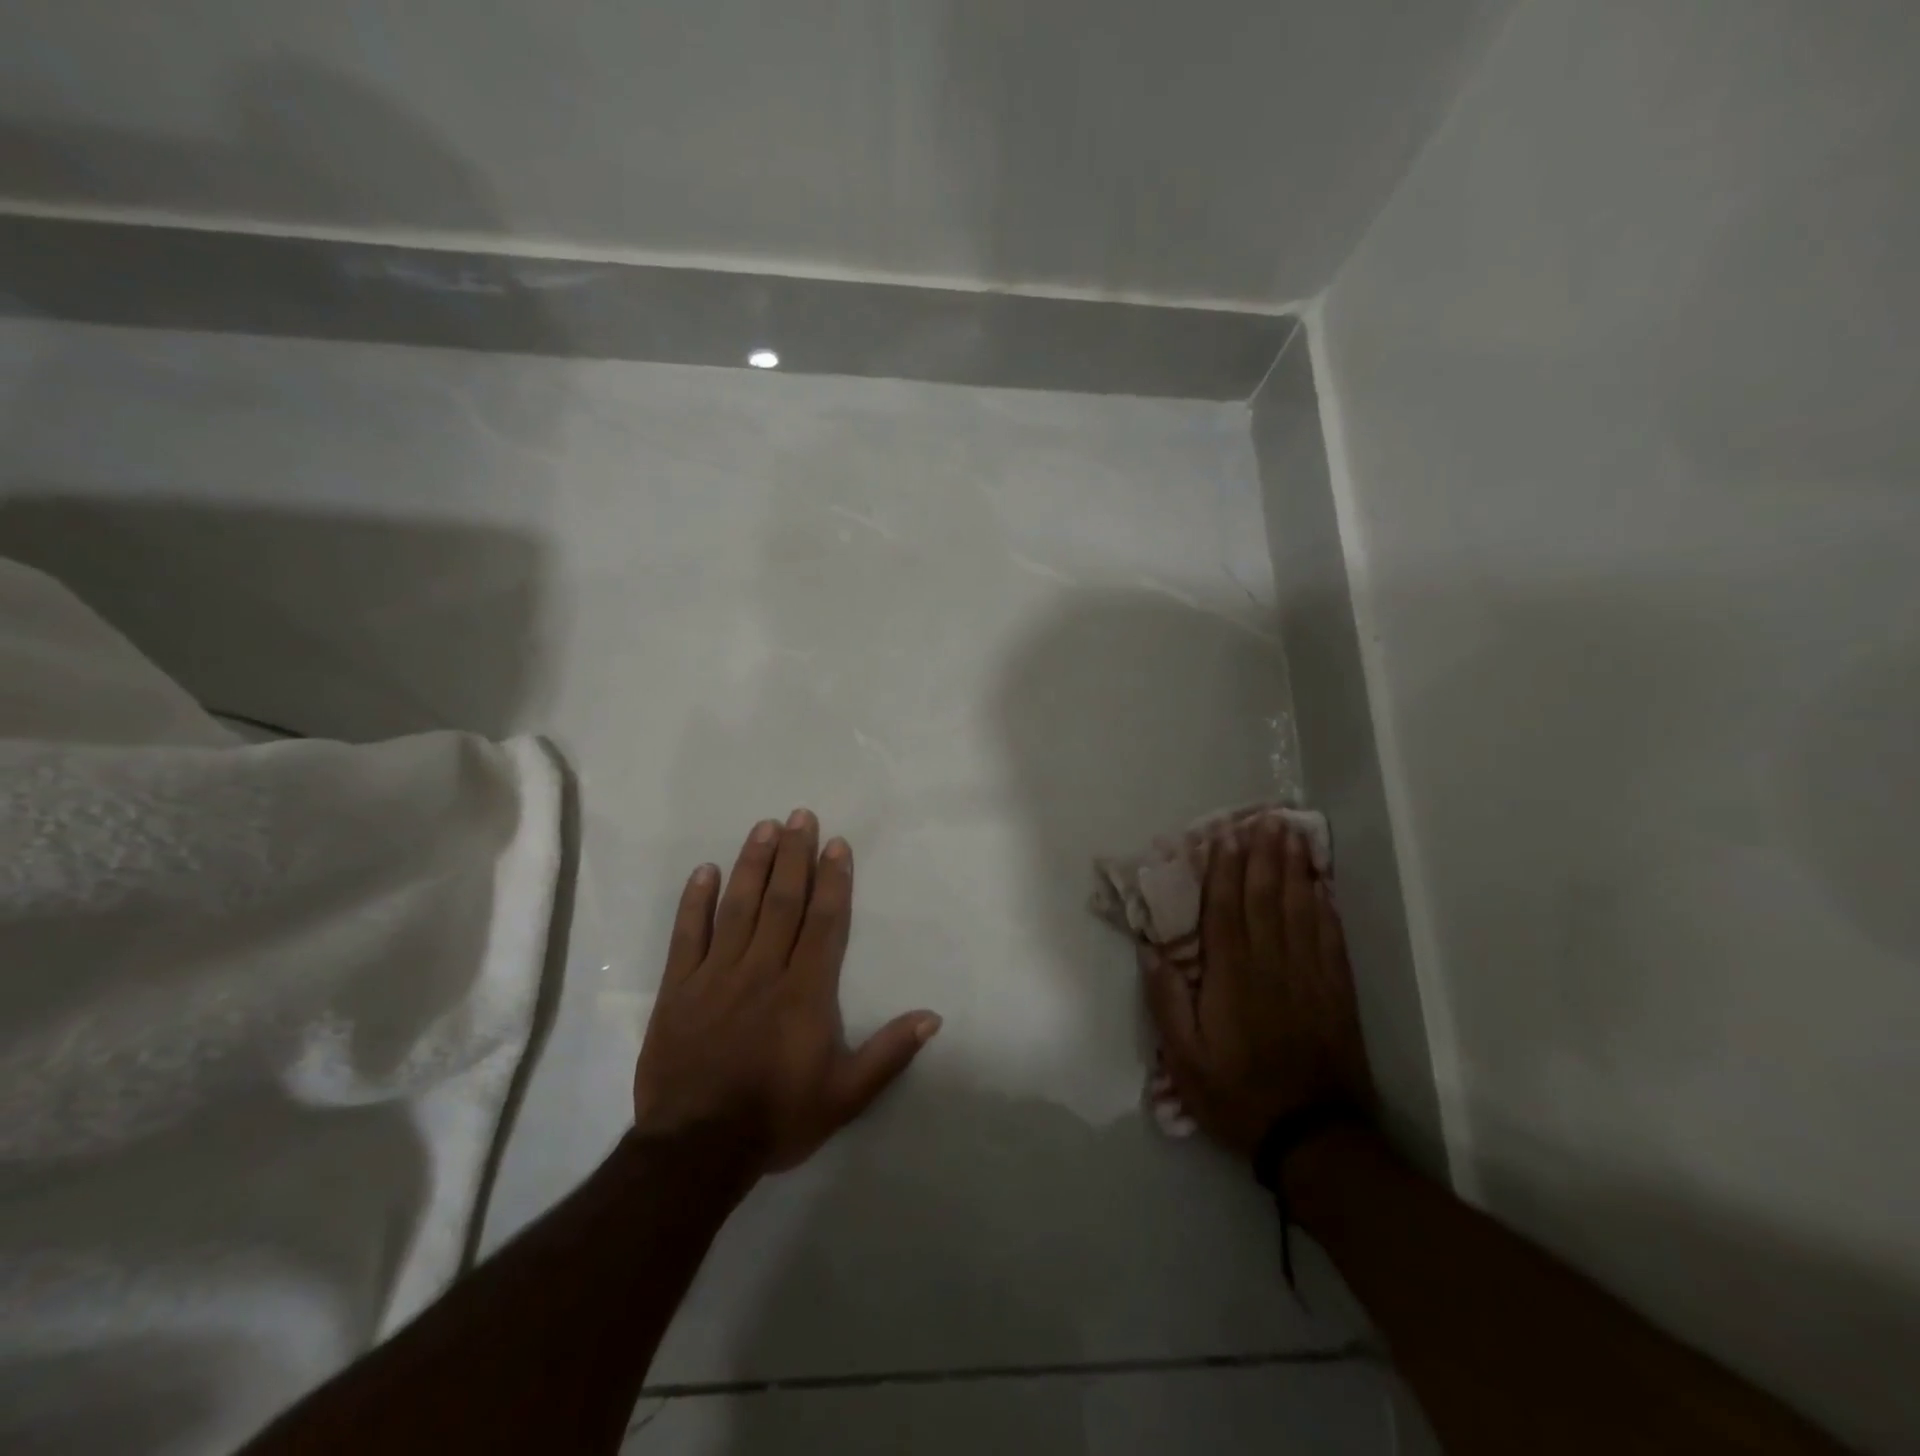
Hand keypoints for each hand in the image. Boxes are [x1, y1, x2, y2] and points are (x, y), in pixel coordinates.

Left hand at [632, 810, 941, 1173]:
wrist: (696, 1151)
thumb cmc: (777, 1118)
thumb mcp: (845, 1096)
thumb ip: (889, 1053)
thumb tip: (933, 1017)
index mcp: (805, 991)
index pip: (823, 921)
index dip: (832, 879)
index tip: (836, 843)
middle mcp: (763, 970)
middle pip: (782, 901)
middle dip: (794, 855)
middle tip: (801, 815)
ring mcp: (717, 975)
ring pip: (738, 907)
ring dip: (753, 864)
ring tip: (764, 827)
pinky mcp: (680, 988)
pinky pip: (688, 935)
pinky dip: (696, 901)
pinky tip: (705, 871)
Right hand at [1144, 817, 1373, 1156]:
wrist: (1312, 1136)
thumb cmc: (1236, 1094)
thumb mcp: (1183, 1058)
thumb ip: (1166, 1001)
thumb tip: (1150, 950)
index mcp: (1231, 978)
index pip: (1226, 911)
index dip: (1226, 870)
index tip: (1227, 836)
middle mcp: (1271, 966)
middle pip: (1267, 899)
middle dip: (1265, 856)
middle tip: (1267, 818)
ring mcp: (1308, 976)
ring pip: (1301, 911)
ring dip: (1296, 870)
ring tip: (1294, 837)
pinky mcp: (1335, 993)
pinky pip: (1330, 939)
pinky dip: (1326, 908)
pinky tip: (1322, 887)